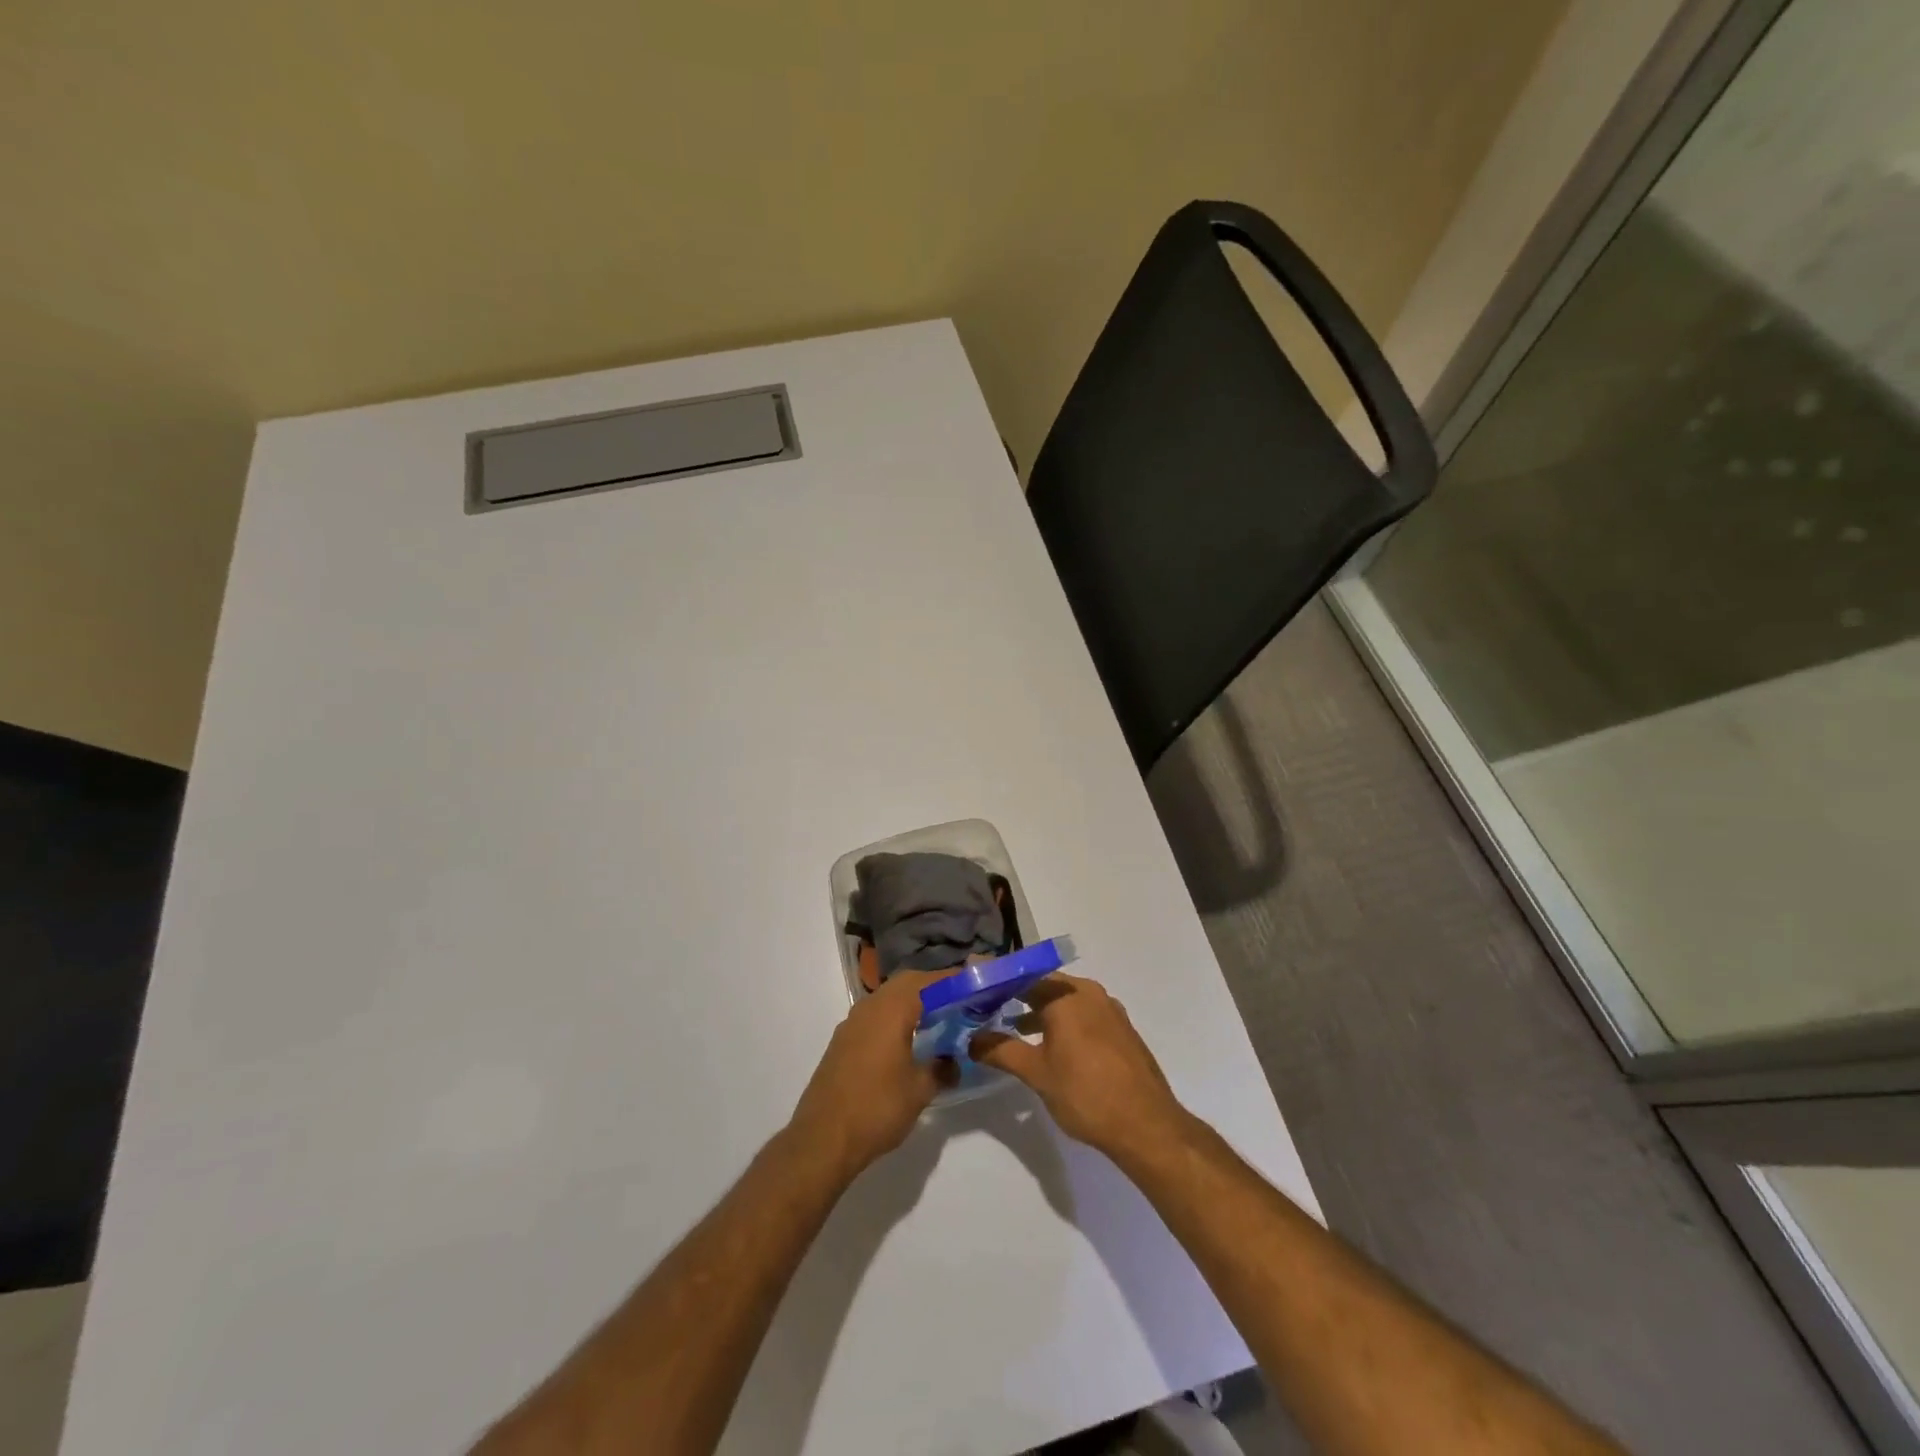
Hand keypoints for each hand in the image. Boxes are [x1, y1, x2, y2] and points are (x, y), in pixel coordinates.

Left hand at [788, 970, 949, 1178]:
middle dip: (931, 989)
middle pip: (905, 984)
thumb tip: (953, 1061)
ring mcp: (851, 1024)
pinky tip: (905, 1043)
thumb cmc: (877, 1108)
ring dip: (910, 1003)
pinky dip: (893, 1019)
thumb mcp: (920, 1090)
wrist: (822, 1140)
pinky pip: (873, 1018)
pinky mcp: (841, 1043)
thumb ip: (941, 1069)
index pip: (927, 981)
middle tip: (956, 1003)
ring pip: (886, 999)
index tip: (973, 986)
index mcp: (891, 1009)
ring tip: (935, 1022)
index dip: (951, 980)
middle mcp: (869, 1007)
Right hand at [970, 974, 1190, 1164]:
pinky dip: (1061, 1020)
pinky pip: (1083, 1014)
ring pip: (1065, 999)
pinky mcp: (1121, 1030)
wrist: (1147, 1126)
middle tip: (987, 1006)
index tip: (973, 986)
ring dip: (1039, 1009)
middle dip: (1016, 994)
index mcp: (1066, 994)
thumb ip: (1001, 1050)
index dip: (996, 981)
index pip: (1022, 975)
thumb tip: (972, 1039)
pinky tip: (1049, 1043)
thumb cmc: (1086, 1093)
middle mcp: (1089, 992)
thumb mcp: (1036, 1073)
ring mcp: (1110, 1010)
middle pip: (1044, 984)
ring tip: (1013, 1026)